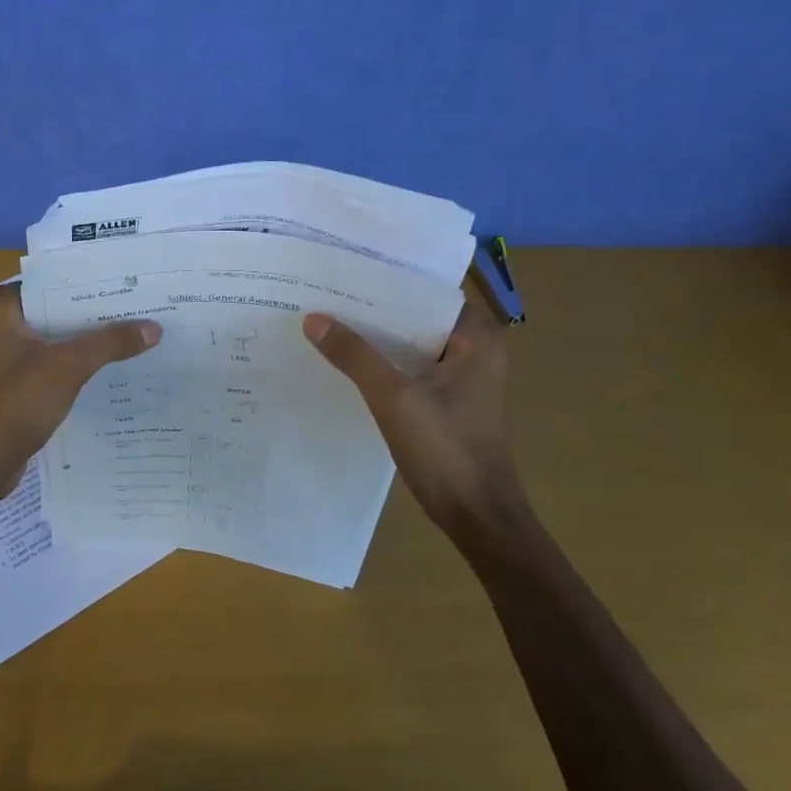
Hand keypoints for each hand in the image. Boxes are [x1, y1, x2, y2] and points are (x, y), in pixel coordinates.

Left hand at [0, 283, 161, 504]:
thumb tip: (155, 327)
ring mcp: (10, 353)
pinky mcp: (20, 380)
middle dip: (99, 312)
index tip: (133, 283)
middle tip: (146, 306)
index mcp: (2, 307)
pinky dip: (82, 362)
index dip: (95, 284)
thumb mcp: (67, 366)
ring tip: (140, 331)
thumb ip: (110, 343)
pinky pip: (57, 361)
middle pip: (61, 309)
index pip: (56, 282)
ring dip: (93, 339)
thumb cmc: (14, 403)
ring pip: (61, 337)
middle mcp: (3, 323)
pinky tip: (117, 364)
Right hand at [303, 303, 523, 535]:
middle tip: (323, 294)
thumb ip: (355, 355)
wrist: (476, 517)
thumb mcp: (395, 398)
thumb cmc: (445, 450)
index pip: (424, 293)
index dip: (383, 283)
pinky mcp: (445, 401)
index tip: (341, 273)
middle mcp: (473, 349)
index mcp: (476, 337)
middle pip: (413, 318)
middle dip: (371, 310)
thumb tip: (314, 318)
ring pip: (408, 344)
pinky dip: (380, 365)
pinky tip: (344, 362)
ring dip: (374, 339)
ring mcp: (460, 377)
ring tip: (326, 322)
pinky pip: (407, 369)